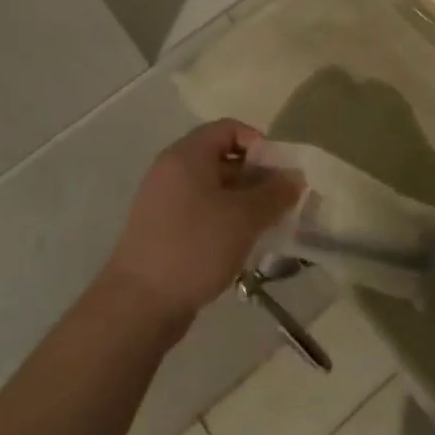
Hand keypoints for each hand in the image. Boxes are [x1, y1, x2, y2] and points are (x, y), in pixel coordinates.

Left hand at [106, 120, 301, 321]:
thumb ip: (275, 193)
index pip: (228, 128)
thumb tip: (294, 177)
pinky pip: (203, 213)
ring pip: (214, 189)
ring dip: (245, 202)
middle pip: (223, 158)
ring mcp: (165, 202)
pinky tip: (244, 245)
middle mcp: (172, 172)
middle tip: (283, 202)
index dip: (259, 143)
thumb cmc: (194, 248)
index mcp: (187, 156)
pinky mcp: (164, 231)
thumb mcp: (244, 218)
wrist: (139, 305)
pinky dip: (226, 221)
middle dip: (257, 177)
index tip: (280, 171)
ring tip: (269, 226)